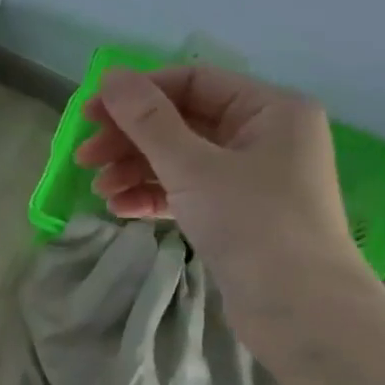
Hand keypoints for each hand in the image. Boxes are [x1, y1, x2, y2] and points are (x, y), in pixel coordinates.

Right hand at [75, 64, 365, 316]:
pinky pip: (186, 191)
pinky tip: (120, 209)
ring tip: (100, 191)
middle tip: (84, 158)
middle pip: (181, 122)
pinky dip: (153, 196)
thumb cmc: (252, 223)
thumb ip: (148, 120)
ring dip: (135, 170)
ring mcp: (250, 178)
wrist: (300, 309)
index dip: (137, 94)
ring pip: (180, 159)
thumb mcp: (192, 166)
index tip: (89, 114)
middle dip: (129, 138)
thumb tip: (110, 75)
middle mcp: (263, 136)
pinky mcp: (236, 214)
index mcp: (269, 109)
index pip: (191, 81)